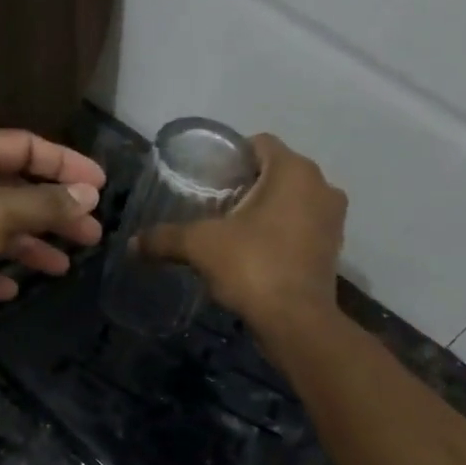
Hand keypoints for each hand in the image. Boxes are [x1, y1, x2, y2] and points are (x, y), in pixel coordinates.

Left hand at [0, 130, 105, 354]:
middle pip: (13, 190)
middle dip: (53, 212)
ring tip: (62, 267)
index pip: (24, 147)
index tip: (101, 186)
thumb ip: (43, 204)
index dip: (65, 162)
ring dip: (28, 246)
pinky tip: (12, 290)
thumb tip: (87, 194)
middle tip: (91, 235)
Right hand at [137, 134, 346, 329]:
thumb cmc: (252, 266)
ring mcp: (333, 219)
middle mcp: (321, 186)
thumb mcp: (200, 246)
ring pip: (292, 200)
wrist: (296, 321)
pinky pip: (302, 226)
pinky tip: (255, 252)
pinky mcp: (333, 249)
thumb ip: (165, 238)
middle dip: (247, 184)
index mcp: (294, 170)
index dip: (231, 156)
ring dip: (266, 209)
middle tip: (214, 204)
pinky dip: (281, 232)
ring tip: (233, 230)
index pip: (259, 143)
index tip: (208, 178)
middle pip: (276, 172)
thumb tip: (132, 244)